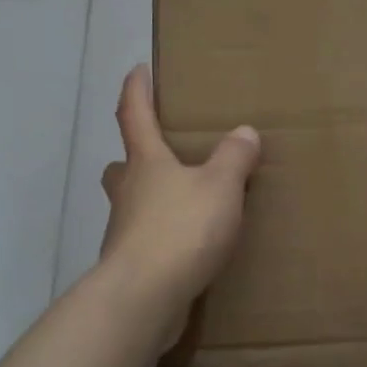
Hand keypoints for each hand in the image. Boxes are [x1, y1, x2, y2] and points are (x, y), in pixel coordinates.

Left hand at [100, 65, 260, 334]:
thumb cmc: (181, 229)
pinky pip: (144, 239)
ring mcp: (123, 230)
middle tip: (160, 152)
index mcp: (146, 162)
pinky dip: (161, 236)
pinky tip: (186, 246)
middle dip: (136, 154)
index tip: (139, 69)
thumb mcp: (220, 187)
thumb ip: (233, 158)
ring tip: (184, 202)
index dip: (137, 89)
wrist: (144, 297)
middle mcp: (128, 191)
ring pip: (132, 203)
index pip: (134, 114)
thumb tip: (243, 132)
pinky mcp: (129, 264)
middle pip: (123, 164)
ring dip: (150, 198)